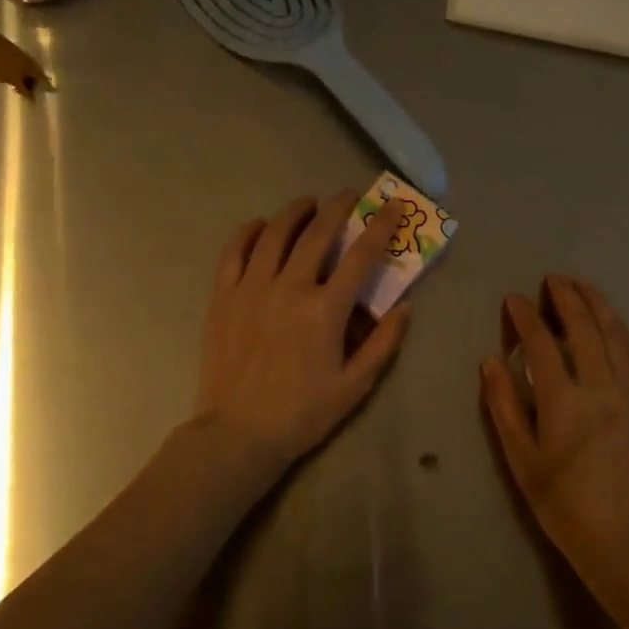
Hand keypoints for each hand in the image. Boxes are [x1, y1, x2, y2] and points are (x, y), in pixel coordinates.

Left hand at [194, 191, 410, 472]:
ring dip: (296, 212)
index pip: (360, 255)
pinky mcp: (223, 297)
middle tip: (350, 195)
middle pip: (317, 233)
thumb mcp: (356, 385)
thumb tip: (405, 307)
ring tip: (309, 203)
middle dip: (339, 208)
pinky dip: (250, 232)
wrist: (239, 433)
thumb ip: (383, 343)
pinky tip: (261, 225)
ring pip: (275, 234)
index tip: (392, 206)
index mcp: (325, 310)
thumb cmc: (303, 412)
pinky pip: (234, 251)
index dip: (380, 226)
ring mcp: (251, 289)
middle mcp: (289, 288)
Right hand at [480, 275, 628, 577]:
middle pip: (584, 328)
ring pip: (614, 334)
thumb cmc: (560, 501)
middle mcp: (599, 387)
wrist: (619, 534)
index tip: (514, 298)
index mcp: (564, 401)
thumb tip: (491, 360)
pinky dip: (617, 329)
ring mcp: (627, 392)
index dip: (526, 316)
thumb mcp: (520, 458)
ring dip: (597, 304)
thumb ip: (504, 405)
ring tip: (581, 286)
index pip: (542, 343)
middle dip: (567, 297)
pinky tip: (608, 321)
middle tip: (552, 279)